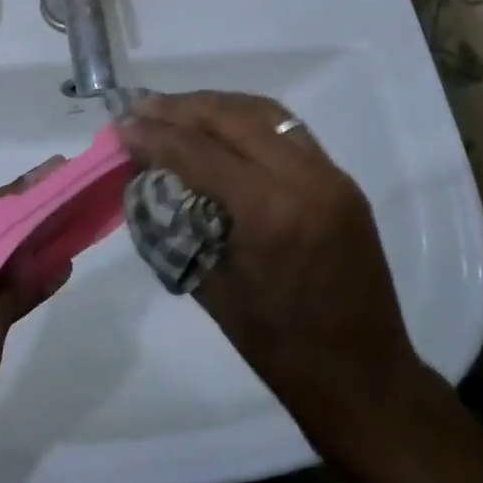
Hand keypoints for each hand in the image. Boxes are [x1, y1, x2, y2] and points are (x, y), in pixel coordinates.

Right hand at [117, 92, 430, 452]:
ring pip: (265, 113)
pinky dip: (247, 121)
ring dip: (215, 106)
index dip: (154, 134)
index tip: (119, 126)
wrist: (363, 377)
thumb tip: (145, 180)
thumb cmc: (278, 346)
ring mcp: (331, 176)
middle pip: (232, 117)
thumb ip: (177, 224)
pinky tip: (220, 129)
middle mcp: (305, 179)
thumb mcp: (211, 287)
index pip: (199, 151)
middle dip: (180, 108)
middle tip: (141, 108)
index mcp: (269, 212)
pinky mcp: (342, 182)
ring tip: (175, 110)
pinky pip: (288, 132)